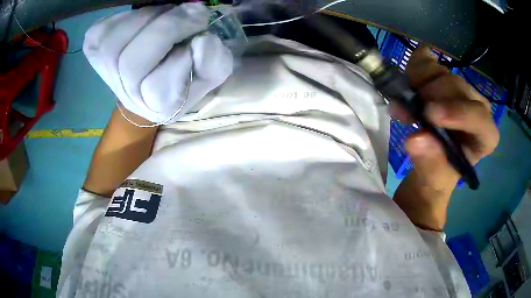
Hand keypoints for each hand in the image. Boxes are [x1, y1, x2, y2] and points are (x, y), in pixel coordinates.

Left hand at [83, 3, 232, 123]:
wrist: (151, 76)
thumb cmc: (183, 73)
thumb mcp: (209, 73)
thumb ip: (212, 63)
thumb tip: (201, 41)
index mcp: (154, 107)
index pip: (156, 87)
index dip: (182, 58)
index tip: (199, 39)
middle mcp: (125, 95)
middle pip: (130, 64)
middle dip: (166, 29)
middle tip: (192, 14)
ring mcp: (104, 73)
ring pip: (113, 45)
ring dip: (146, 20)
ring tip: (166, 14)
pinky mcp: (94, 51)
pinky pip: (101, 32)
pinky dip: (123, 19)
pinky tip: (141, 21)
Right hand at [392, 47, 498, 229]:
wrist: (431, 158)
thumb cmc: (439, 173)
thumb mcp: (435, 179)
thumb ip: (430, 163)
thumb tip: (416, 140)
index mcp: (485, 134)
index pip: (480, 117)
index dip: (458, 113)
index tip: (429, 116)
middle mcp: (476, 104)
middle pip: (456, 86)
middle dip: (429, 97)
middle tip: (405, 112)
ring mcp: (459, 86)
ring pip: (439, 70)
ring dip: (416, 83)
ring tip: (402, 104)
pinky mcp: (441, 74)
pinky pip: (426, 58)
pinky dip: (412, 67)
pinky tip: (407, 85)